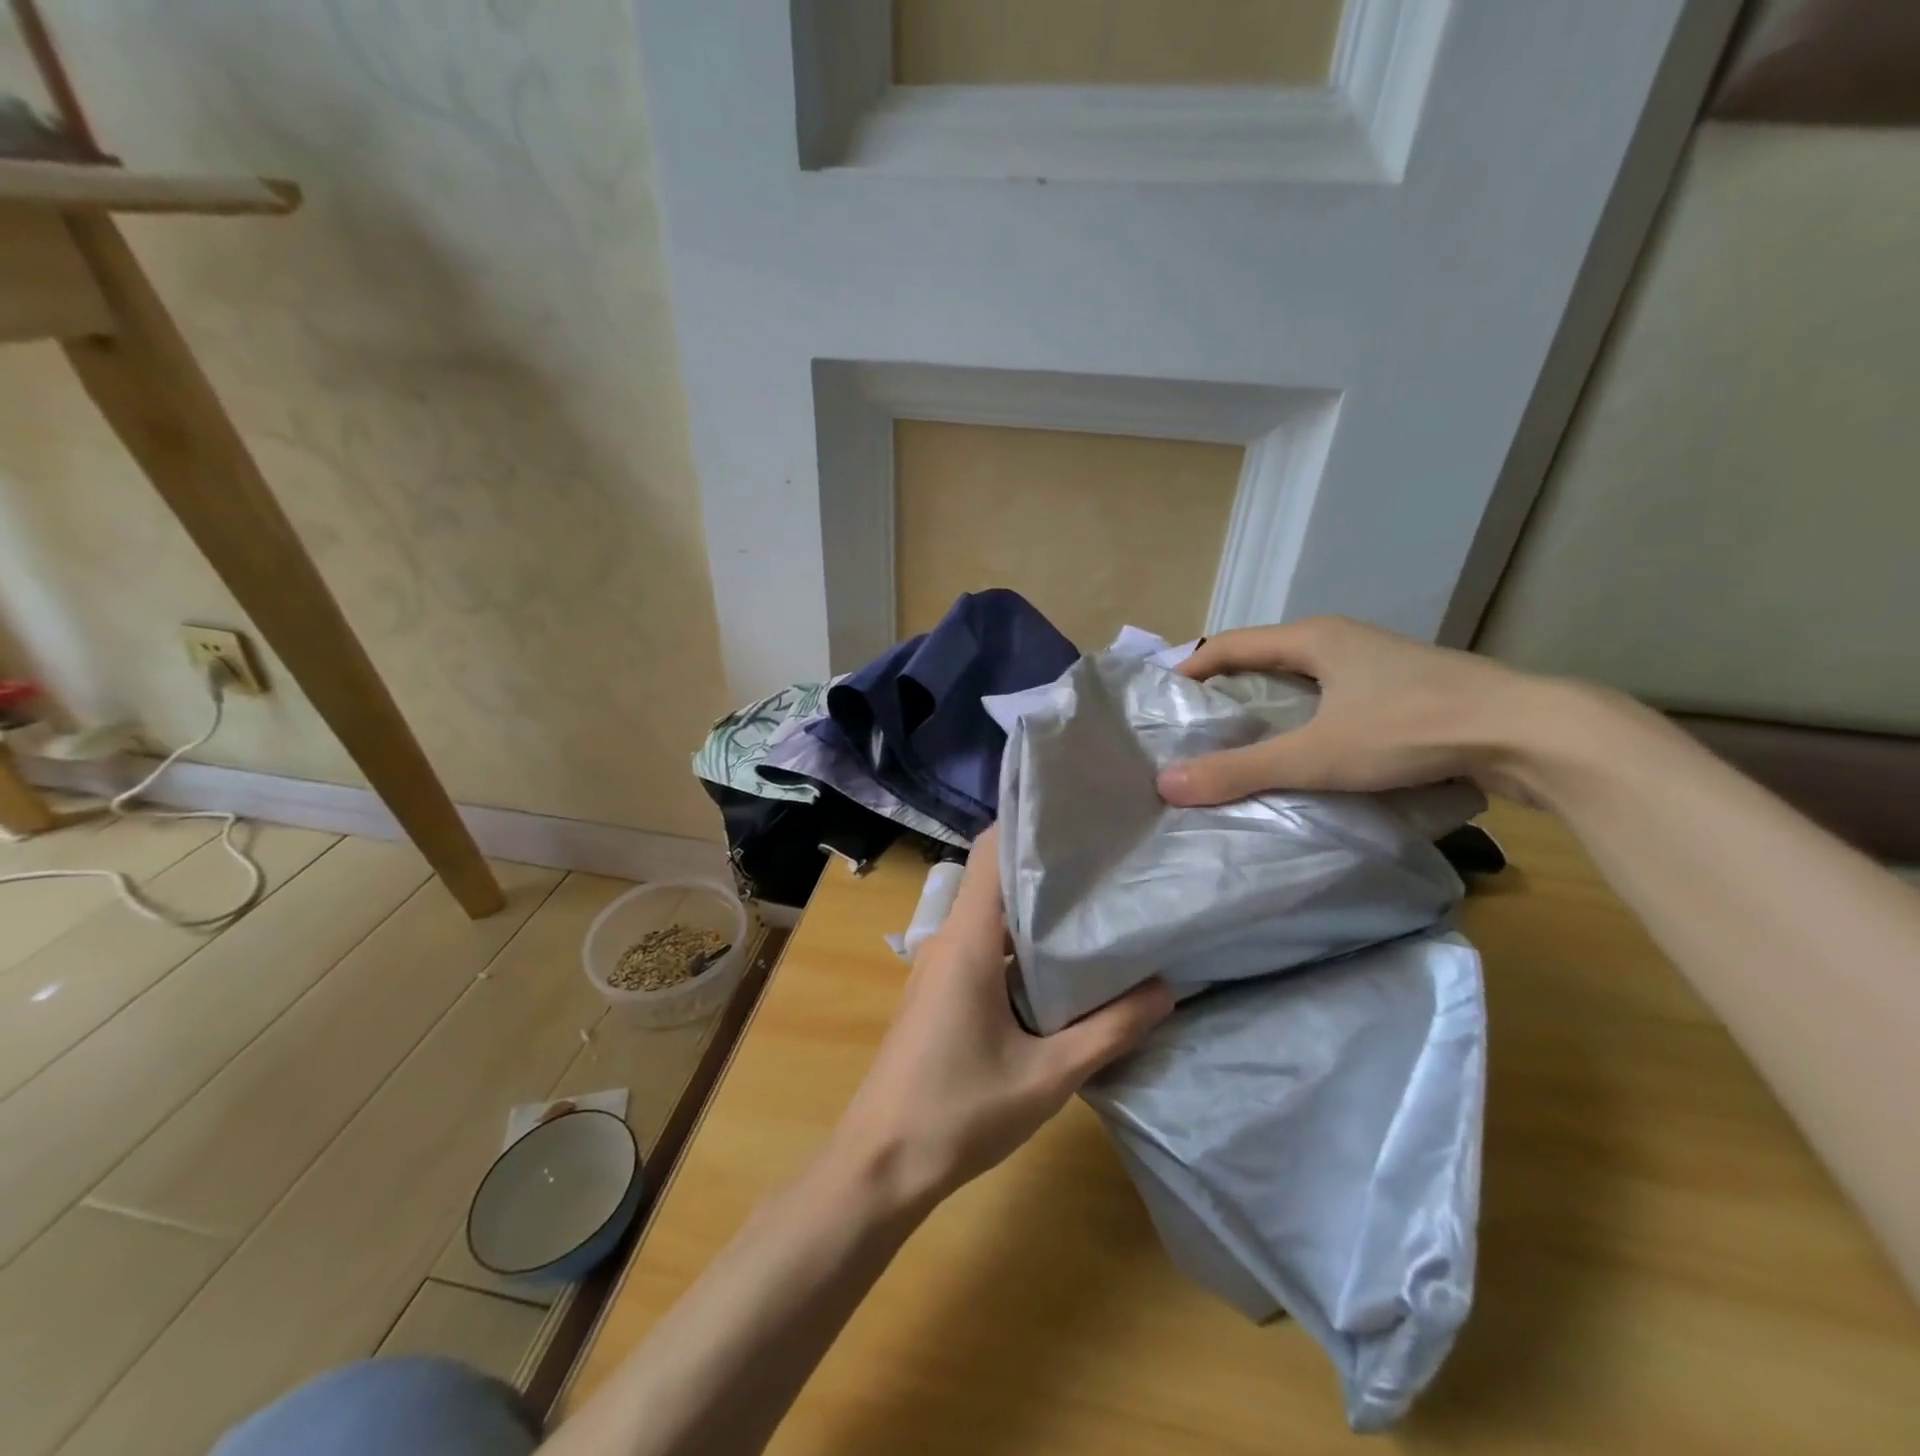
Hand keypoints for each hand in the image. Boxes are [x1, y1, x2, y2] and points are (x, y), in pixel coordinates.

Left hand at [826, 827, 1173, 1211]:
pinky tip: (1060, 964)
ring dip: (1034, 910)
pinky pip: (981, 946)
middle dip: (1045, 866)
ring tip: (1094, 904)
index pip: (989, 852)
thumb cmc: (959, 1112)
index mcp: (966, 940)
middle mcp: (947, 940)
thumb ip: (1109, 1030)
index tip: (1077, 816)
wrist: (880, 1164)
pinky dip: (1018, 944)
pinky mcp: (939, 991)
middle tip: (1105, 860)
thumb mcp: (1047, 1076)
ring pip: (989, 916)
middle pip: (994, 879)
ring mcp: (939, 966)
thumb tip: (1166, 989)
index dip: (1028, 824)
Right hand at [1156, 616, 1552, 807]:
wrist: (1530, 733)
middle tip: (1195, 722)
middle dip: (1226, 684)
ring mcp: (1380, 664)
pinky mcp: (1408, 691)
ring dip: (1269, 702)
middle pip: (1265, 656)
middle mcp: (1344, 641)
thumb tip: (1166, 784)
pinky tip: (1308, 749)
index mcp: (1315, 639)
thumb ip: (1240, 771)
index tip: (1163, 695)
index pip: (1231, 643)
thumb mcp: (1316, 755)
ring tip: (1241, 740)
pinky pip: (1337, 697)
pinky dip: (1308, 717)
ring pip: (1305, 677)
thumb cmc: (1411, 728)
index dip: (1192, 664)